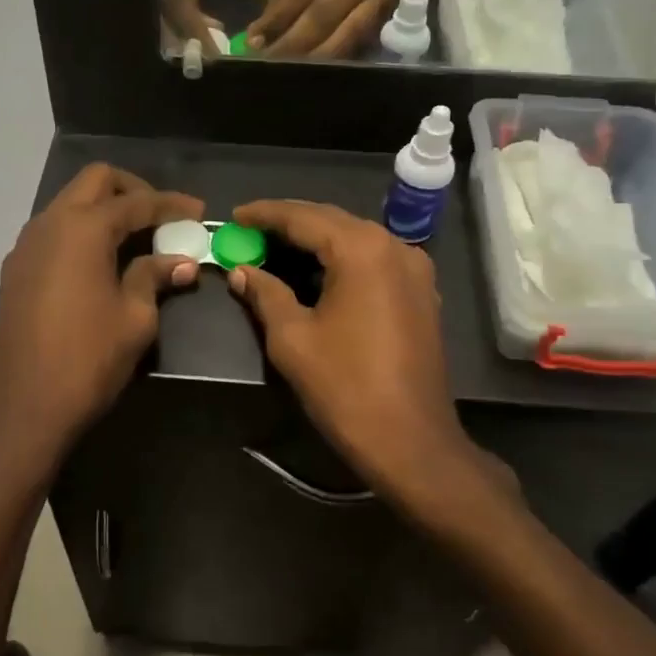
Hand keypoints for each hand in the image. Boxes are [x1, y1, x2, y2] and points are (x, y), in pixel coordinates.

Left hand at [0, 165, 203, 495]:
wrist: (23, 406)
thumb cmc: (88, 359)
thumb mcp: (135, 318)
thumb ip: (154, 277)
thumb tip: (181, 262)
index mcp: (84, 228)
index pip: (136, 202)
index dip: (171, 204)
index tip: (199, 211)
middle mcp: (50, 223)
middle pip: (95, 182)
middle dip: (132, 189)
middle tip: (162, 214)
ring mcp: (26, 245)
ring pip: (69, 203)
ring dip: (103, 208)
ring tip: (135, 237)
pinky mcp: (16, 269)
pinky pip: (54, 231)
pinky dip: (81, 231)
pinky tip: (101, 260)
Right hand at [227, 200, 507, 519]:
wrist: (411, 441)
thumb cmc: (346, 387)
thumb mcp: (292, 339)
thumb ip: (265, 294)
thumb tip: (241, 271)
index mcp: (362, 249)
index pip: (303, 217)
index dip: (264, 214)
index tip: (233, 216)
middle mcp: (394, 246)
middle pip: (332, 221)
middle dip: (289, 223)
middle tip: (250, 230)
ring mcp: (414, 269)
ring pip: (355, 238)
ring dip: (316, 239)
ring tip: (276, 247)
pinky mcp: (422, 292)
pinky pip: (374, 260)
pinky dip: (342, 258)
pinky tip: (317, 271)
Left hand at [245, 0, 405, 58]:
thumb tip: (259, 33)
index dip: (277, 18)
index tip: (255, 43)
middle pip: (322, 15)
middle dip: (292, 44)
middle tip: (269, 65)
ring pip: (344, 36)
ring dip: (313, 58)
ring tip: (288, 72)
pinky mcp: (389, 15)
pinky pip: (357, 43)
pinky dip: (333, 58)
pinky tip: (313, 69)